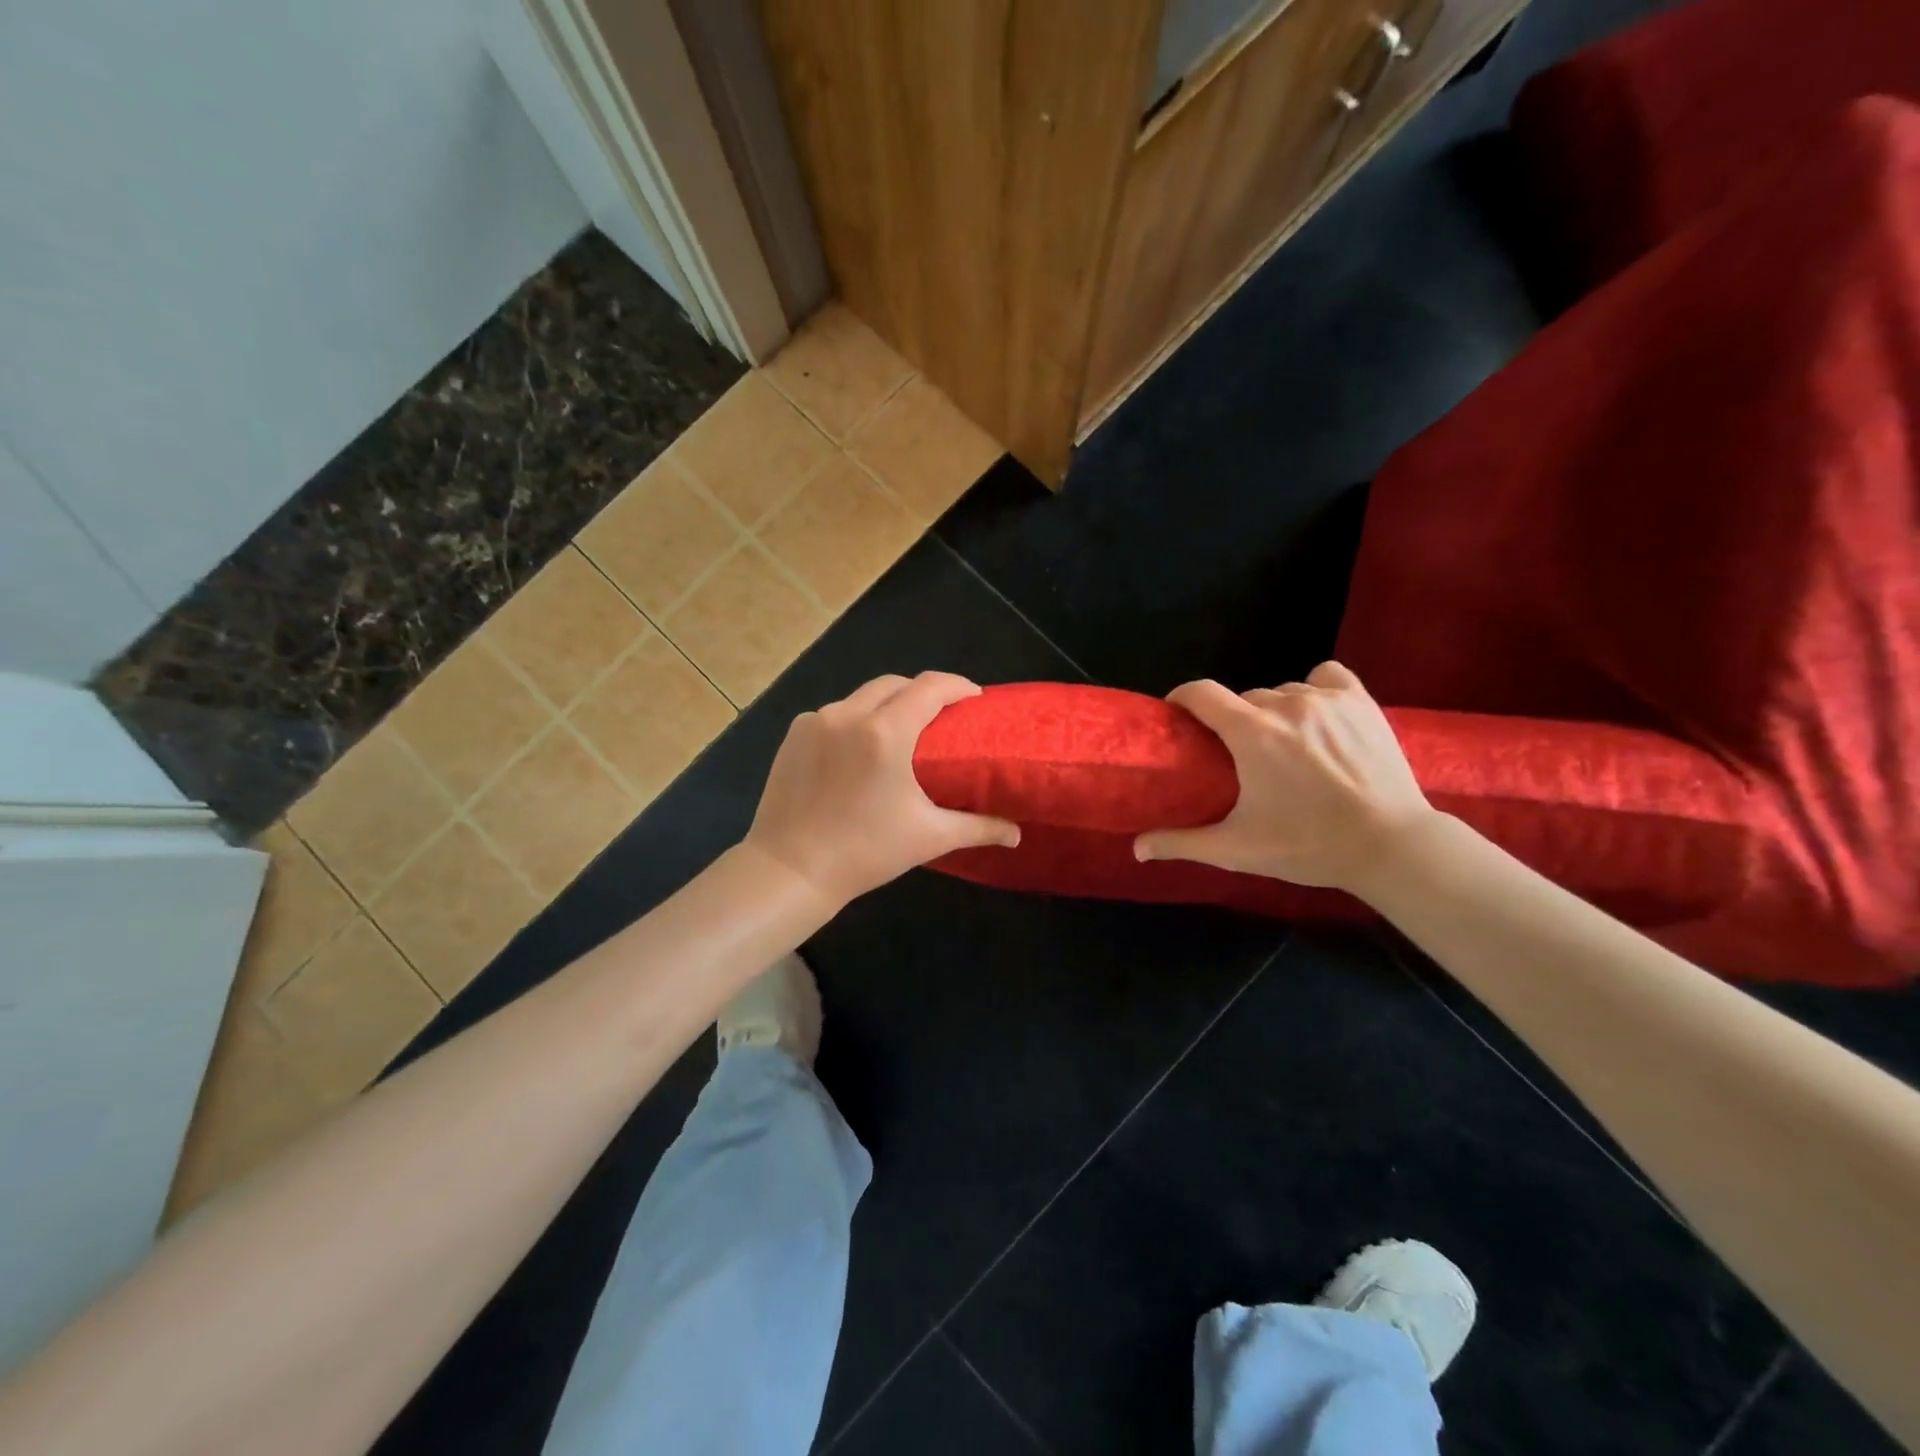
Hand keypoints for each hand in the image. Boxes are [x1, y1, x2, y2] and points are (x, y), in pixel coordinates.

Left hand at [745, 672, 1021, 906]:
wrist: (789, 870)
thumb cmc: (864, 852)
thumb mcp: (928, 837)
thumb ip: (978, 828)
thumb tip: (1017, 834)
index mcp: (885, 733)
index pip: (930, 687)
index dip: (957, 686)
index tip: (974, 699)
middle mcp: (848, 714)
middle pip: (896, 684)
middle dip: (923, 692)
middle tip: (942, 717)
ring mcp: (816, 721)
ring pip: (862, 696)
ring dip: (888, 705)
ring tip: (903, 731)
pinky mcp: (795, 734)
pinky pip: (835, 714)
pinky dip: (855, 720)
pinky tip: (861, 748)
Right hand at [1133, 662, 1438, 895]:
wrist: (1391, 846)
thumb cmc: (1308, 846)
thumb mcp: (1237, 849)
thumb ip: (1182, 843)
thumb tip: (1136, 848)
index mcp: (1251, 733)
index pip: (1201, 693)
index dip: (1183, 698)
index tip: (1179, 715)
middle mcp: (1286, 705)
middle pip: (1243, 698)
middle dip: (1233, 720)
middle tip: (1239, 754)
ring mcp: (1327, 700)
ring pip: (1282, 691)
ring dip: (1273, 711)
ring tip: (1284, 743)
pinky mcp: (1361, 701)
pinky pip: (1326, 678)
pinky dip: (1315, 690)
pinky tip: (1318, 714)